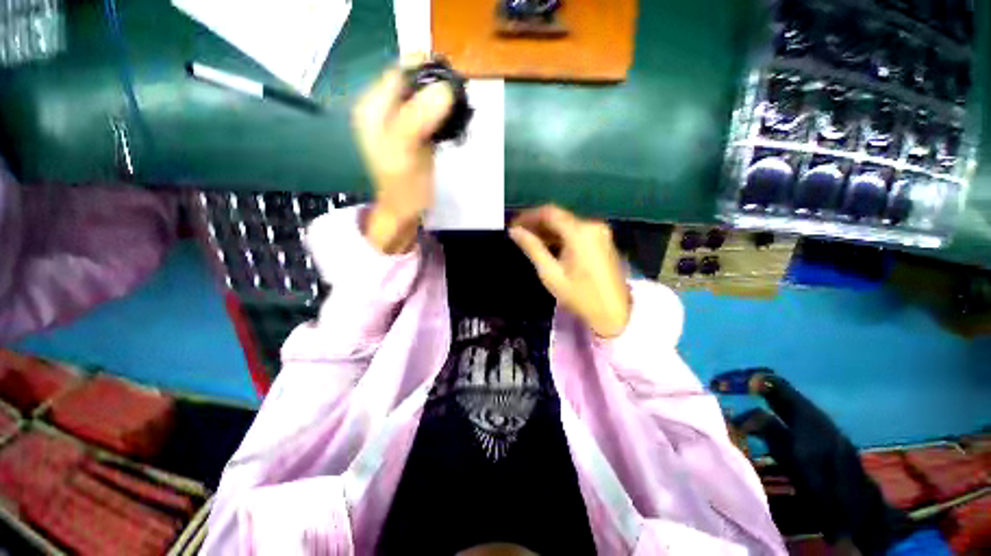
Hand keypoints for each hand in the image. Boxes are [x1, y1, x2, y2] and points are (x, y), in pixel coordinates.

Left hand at [353, 56, 454, 252]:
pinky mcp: (416, 132)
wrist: (406, 211)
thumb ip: (417, 118)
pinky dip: (445, 114)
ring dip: (443, 100)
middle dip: (437, 86)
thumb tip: (445, 89)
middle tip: (459, 100)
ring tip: (460, 112)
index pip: (400, 72)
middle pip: (413, 82)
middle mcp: (384, 109)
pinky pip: (431, 113)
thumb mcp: (405, 152)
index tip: (452, 82)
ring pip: (424, 97)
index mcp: (373, 107)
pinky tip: (455, 122)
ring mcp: (401, 121)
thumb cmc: (402, 187)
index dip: (425, 71)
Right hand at [509, 205, 630, 338]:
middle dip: (537, 223)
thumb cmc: (580, 295)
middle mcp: (592, 225)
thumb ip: (532, 248)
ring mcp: (600, 232)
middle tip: (519, 234)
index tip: (513, 225)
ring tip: (530, 241)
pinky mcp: (603, 240)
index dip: (528, 216)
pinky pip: (577, 232)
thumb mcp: (551, 273)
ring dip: (549, 230)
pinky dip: (561, 236)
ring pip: (568, 224)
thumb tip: (514, 231)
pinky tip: (550, 245)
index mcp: (579, 232)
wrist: (615, 313)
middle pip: (559, 217)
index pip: (549, 212)